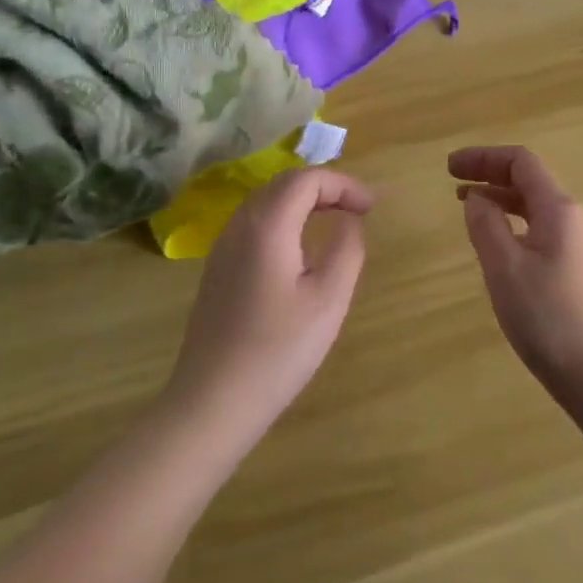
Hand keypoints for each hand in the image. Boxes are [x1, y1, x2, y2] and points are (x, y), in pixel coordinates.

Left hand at [164, 168, 373, 454]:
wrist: (212, 403)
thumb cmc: (278, 351)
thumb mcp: (329, 299)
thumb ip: (346, 248)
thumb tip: (349, 220)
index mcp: (267, 225)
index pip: (306, 178)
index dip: (343, 184)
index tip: (371, 208)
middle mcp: (240, 226)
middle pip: (283, 183)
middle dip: (324, 187)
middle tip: (357, 209)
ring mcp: (222, 248)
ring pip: (265, 201)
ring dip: (303, 201)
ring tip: (334, 220)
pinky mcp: (217, 270)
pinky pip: (253, 224)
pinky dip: (284, 219)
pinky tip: (299, 248)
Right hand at [448, 146, 582, 398]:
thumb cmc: (548, 317)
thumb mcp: (505, 268)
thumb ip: (486, 224)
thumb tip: (476, 196)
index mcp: (559, 209)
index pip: (521, 162)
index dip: (483, 157)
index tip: (449, 167)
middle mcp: (575, 218)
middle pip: (529, 181)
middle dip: (490, 175)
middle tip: (452, 182)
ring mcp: (581, 245)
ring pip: (536, 207)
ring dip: (501, 200)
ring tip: (468, 207)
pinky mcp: (581, 270)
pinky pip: (542, 230)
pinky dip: (514, 224)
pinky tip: (498, 244)